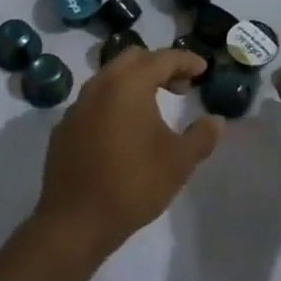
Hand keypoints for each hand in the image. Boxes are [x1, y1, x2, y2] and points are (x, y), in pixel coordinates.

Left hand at [33, 48, 221, 259]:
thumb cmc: (133, 184)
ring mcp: (77, 105)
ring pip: (110, 78)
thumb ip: (202, 136)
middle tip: (180, 87)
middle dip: (159, 66)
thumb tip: (215, 121)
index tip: (203, 69)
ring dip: (135, 83)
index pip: (162, 59)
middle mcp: (100, 85)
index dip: (186, 61)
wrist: (74, 221)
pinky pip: (94, 101)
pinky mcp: (64, 127)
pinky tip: (123, 130)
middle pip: (133, 59)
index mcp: (129, 85)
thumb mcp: (179, 162)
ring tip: (154, 107)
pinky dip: (114, 102)